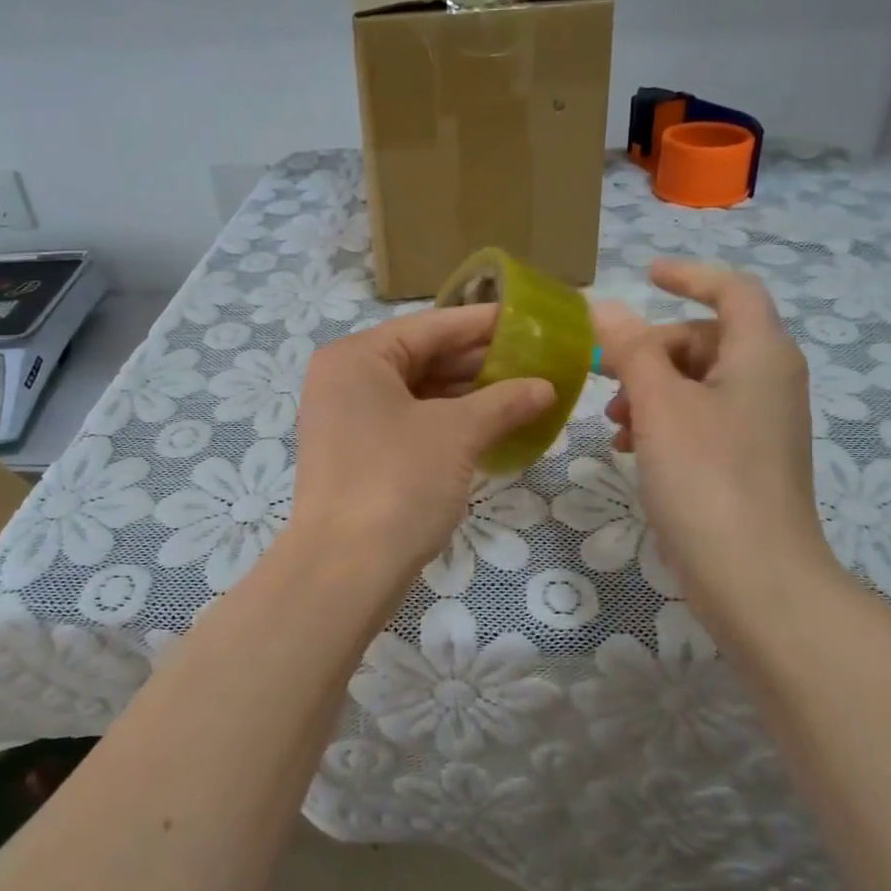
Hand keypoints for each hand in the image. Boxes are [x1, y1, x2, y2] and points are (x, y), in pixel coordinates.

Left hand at [288, 305, 555, 584]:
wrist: (345, 570)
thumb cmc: (398, 482)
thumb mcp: (457, 434)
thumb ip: (504, 402)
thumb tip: (546, 387)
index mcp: (357, 357)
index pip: (431, 326)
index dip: (483, 323)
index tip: (529, 320)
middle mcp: (345, 380)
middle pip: (422, 358)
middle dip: (479, 362)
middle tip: (534, 361)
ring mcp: (346, 421)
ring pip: (417, 394)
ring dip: (467, 395)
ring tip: (521, 393)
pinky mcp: (356, 456)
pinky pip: (408, 424)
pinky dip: (447, 423)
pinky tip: (489, 427)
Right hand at [594, 259, 845, 639]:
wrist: (755, 576)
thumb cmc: (708, 477)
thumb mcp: (661, 405)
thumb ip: (632, 349)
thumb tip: (604, 307)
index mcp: (761, 354)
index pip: (732, 289)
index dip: (689, 275)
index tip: (646, 274)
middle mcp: (770, 380)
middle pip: (707, 338)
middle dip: (653, 350)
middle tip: (609, 378)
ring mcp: (761, 424)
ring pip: (699, 382)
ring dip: (652, 390)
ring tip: (614, 424)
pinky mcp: (747, 460)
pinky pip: (702, 419)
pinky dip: (665, 422)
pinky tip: (631, 450)